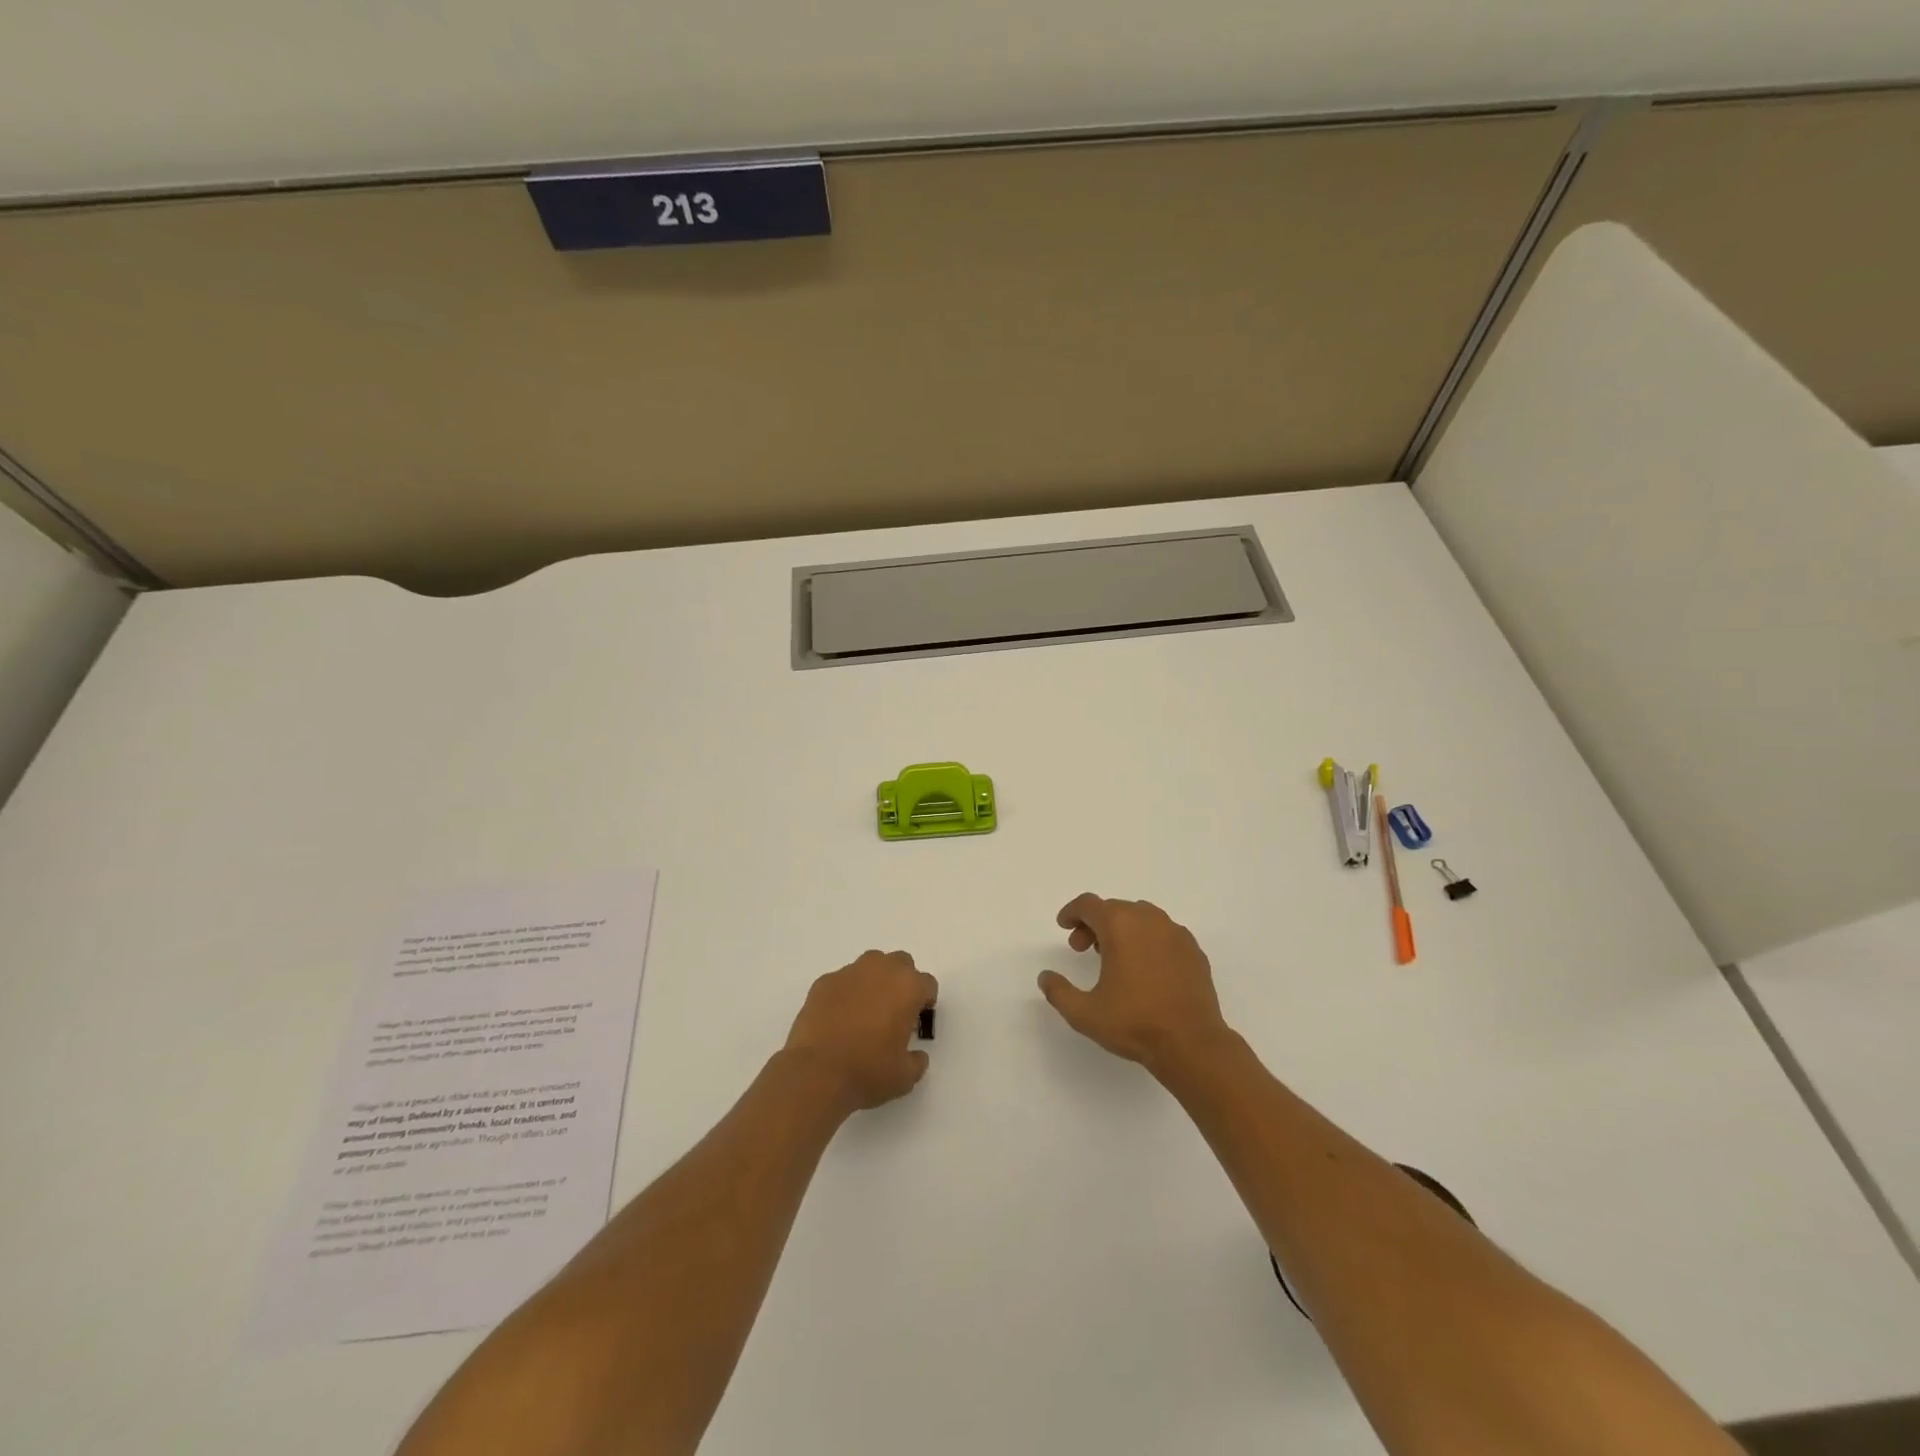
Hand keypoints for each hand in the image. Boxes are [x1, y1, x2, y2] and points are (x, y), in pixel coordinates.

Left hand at [783, 950, 937, 1113]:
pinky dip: (845, 993)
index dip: (925, 1000)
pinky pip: (842, 980)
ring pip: (869, 965)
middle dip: (901, 980)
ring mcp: (849, 973)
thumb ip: (916, 1061)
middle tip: (894, 1009)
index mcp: (907, 988)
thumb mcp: (904, 1077)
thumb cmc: (868, 1072)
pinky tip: (838, 1018)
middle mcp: (881, 970)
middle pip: (900, 963)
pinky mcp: (823, 982)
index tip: (917, 1018)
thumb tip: (916, 1056)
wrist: (816, 1073)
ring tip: (865, 1011)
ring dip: (873, 981)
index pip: (927, 983)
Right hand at [1038, 895, 1231, 1071]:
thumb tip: (1045, 977)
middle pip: (1114, 908)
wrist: (1192, 1044)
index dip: (1072, 912)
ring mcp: (1175, 933)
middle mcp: (1149, 919)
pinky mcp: (1193, 950)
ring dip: (1122, 929)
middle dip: (1094, 924)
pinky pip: (1163, 933)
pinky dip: (1147, 940)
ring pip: (1141, 917)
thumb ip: (1059, 992)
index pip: (1089, 904)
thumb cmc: (1135, 1023)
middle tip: (1083, 949)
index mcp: (1120, 925)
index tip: (1064, 926)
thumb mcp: (1085, 1013)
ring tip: (1114, 958)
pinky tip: (1145, 968)